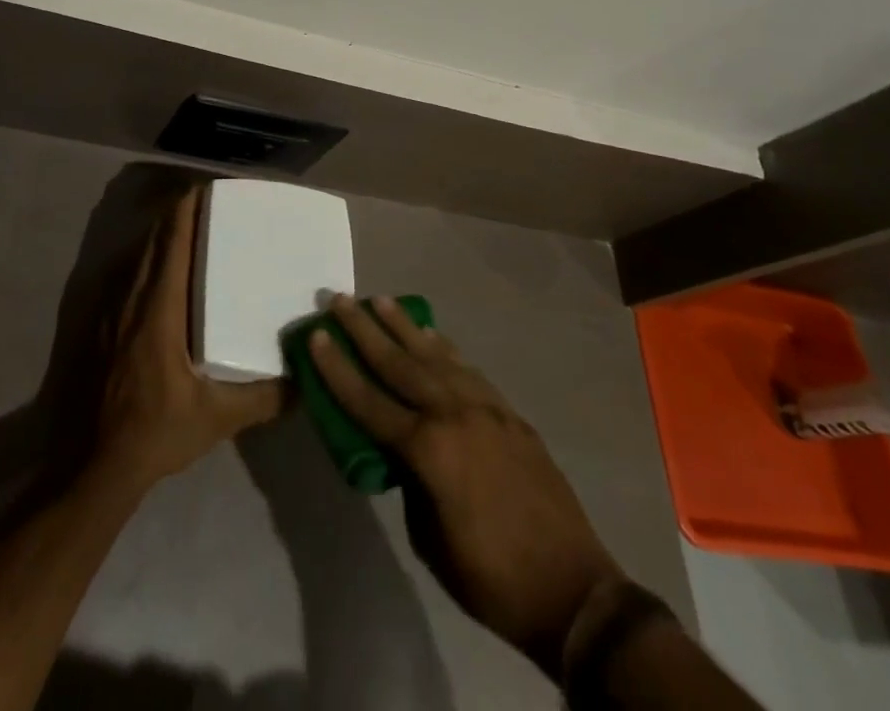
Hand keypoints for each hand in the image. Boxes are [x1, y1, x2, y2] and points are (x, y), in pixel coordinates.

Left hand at [90, 185, 283, 492]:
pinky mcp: (96, 323)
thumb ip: (263, 399)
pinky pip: (124, 275)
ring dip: (160, 236)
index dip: (187, 210)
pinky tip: (159, 274)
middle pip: (154, 238)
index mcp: (159, 308)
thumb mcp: (216, 419)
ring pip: (137, 255)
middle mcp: (131, 297)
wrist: (90, 464)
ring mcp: (109, 309)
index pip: (173, 241)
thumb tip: (304, 382)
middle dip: (178, 214)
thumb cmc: (154, 432)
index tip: (207, 190)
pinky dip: (145, 260)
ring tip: (189, 231)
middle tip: (208, 206)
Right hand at [311, 294, 622, 677]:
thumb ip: (410, 482)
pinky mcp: (509, 413)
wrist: (572, 589)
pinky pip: (467, 370)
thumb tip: (401, 452)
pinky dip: (444, 349)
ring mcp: (485, 408)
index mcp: (429, 450)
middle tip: (339, 299)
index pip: (369, 401)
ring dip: (403, 326)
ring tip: (380, 300)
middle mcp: (454, 414)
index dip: (338, 369)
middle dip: (364, 329)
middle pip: (399, 362)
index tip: (316, 335)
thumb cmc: (491, 577)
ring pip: (435, 355)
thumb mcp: (430, 540)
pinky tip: (431, 336)